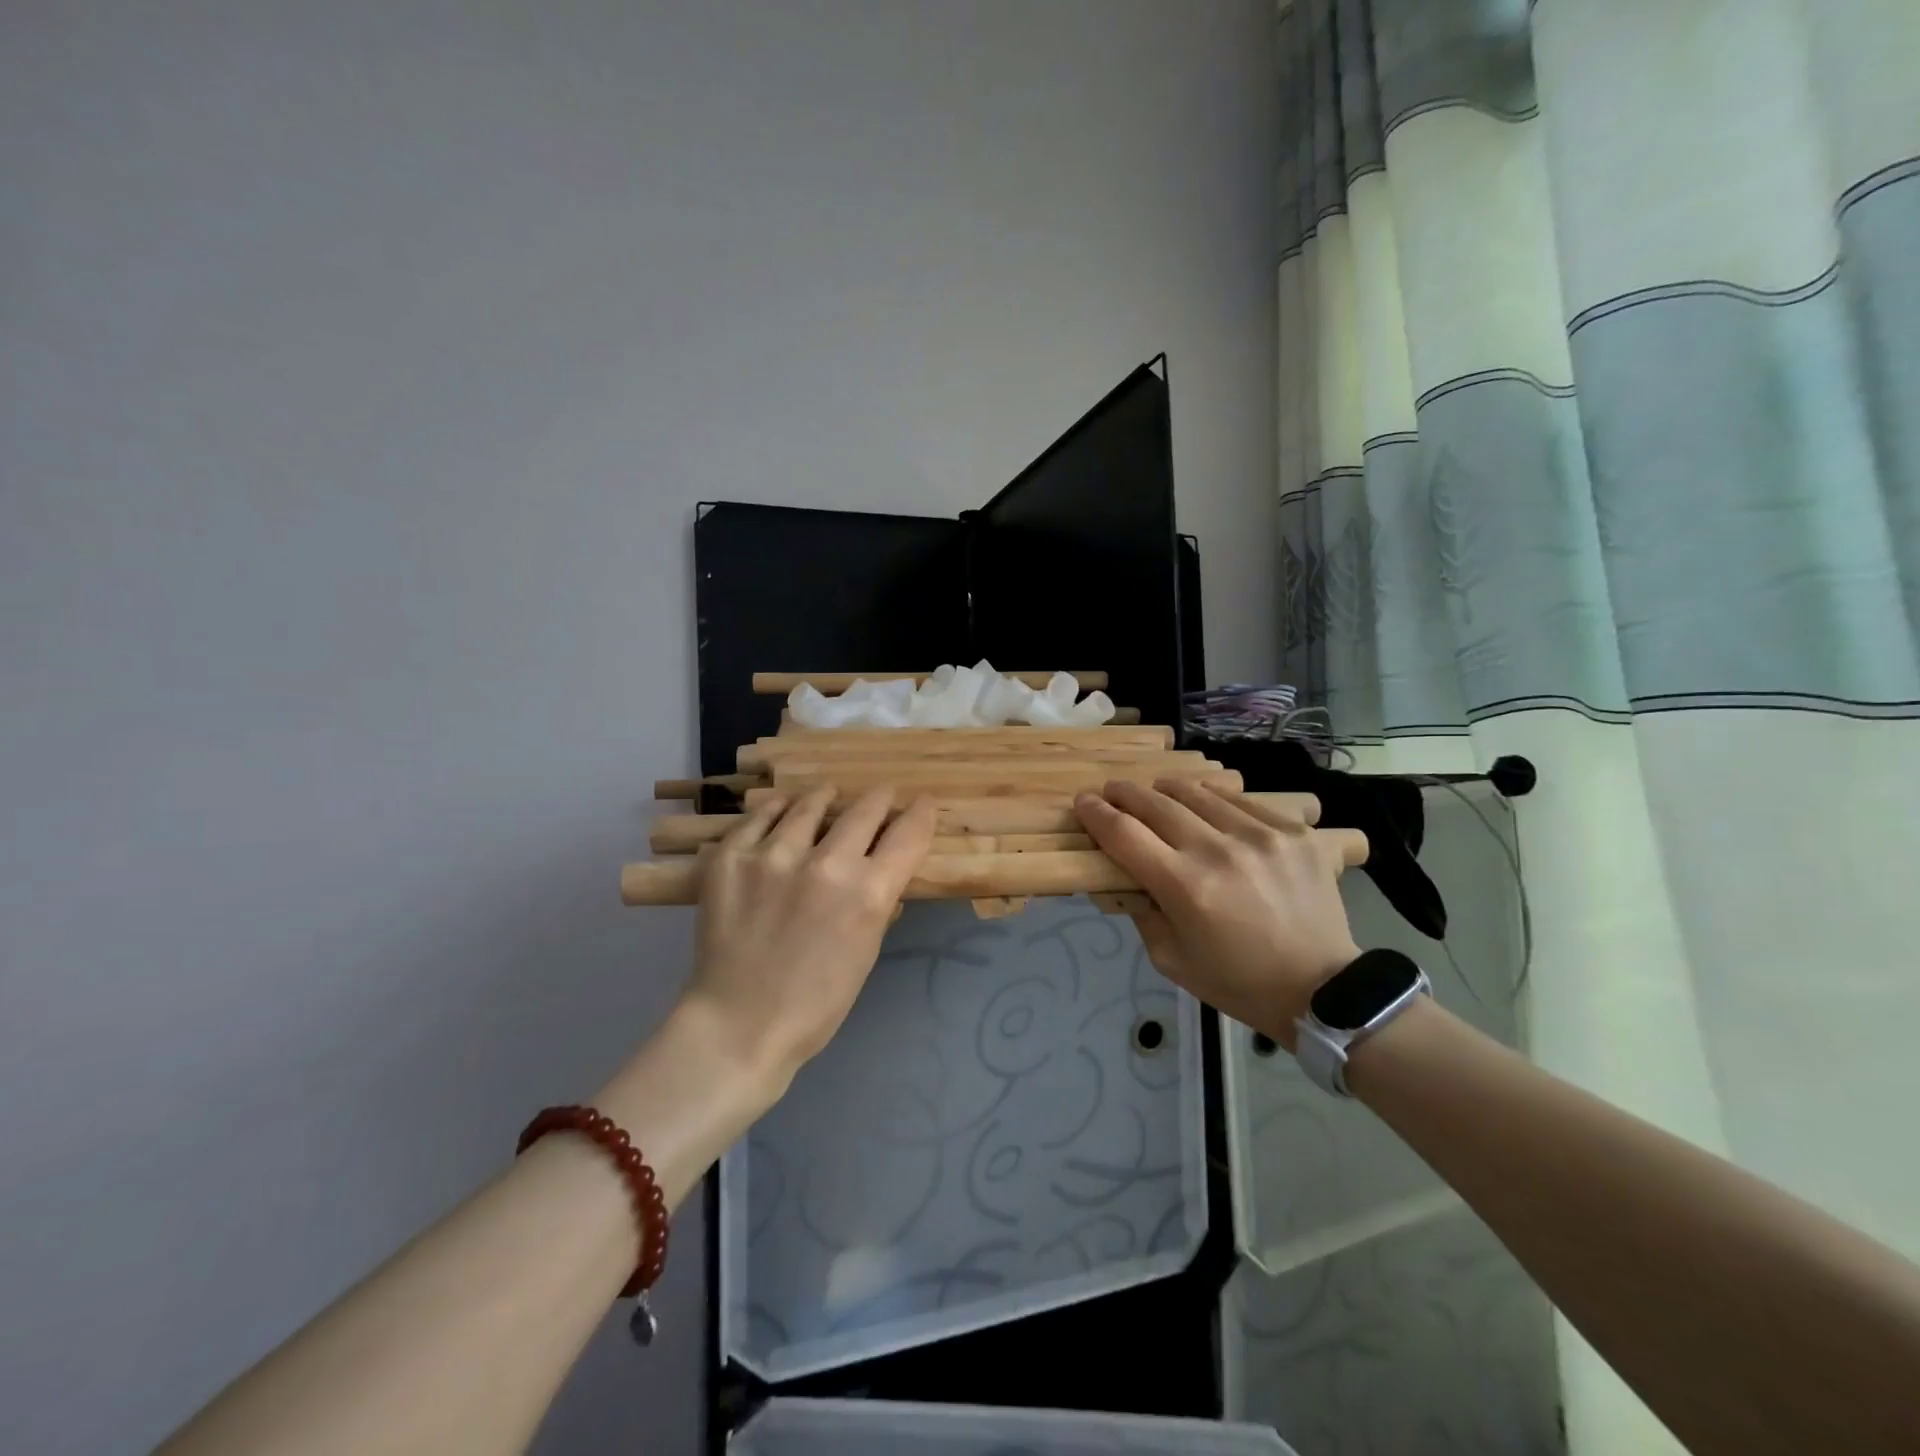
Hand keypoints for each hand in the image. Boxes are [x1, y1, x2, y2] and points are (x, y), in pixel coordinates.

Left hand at [681, 786, 935, 1090]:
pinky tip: (783, 809)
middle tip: (883, 795)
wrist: (738, 1024)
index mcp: (868, 893)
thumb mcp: (866, 952)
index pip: (908, 834)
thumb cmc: (816, 1003)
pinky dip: (777, 810)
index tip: (923, 803)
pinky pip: (761, 816)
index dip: (921, 813)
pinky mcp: (732, 857)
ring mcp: (774, 855)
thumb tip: (885, 872)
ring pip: (810, 805)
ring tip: (828, 794)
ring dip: (827, 798)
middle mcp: (827, 863)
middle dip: (881, 799)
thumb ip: (879, 904)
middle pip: (866, 809)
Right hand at [1074, 780, 1362, 1049]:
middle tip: (1112, 791)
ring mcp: (1260, 836)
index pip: (1124, 834)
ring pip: (1198, 793)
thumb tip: (1126, 874)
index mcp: (1184, 887)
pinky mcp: (1291, 833)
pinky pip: (1241, 801)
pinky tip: (1206, 805)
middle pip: (1156, 803)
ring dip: (1167, 790)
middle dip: (1125, 793)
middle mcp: (1218, 852)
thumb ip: (1142, 911)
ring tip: (1156, 793)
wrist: (1322, 990)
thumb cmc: (1237, 982)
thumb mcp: (1171, 960)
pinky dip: (1213, 799)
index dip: (1096, 814)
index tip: (1083, 802)